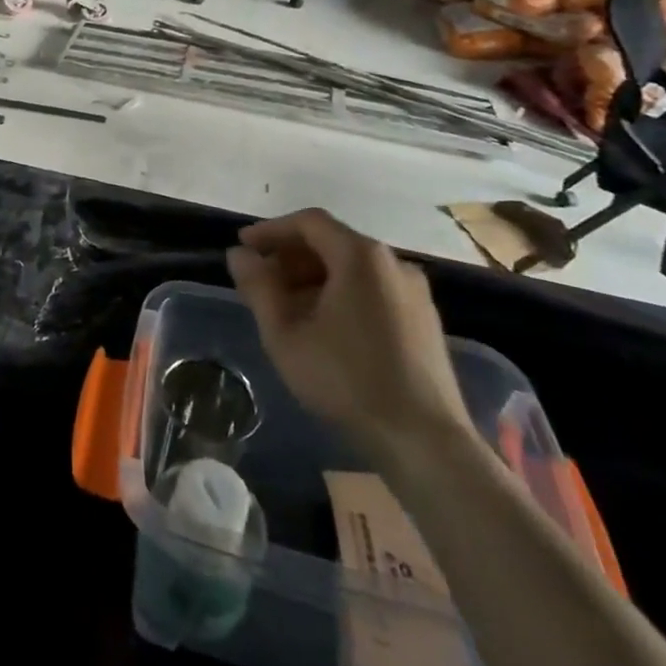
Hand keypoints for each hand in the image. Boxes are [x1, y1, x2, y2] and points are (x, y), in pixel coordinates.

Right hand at [227, 210, 473, 462]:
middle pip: (332, 243)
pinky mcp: (425, 321)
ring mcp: (414, 292)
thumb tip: (239, 254)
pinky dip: (342, 295)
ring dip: (314, 279)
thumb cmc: (347, 380)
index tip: (244, 247)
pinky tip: (324, 328)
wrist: (426, 441)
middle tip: (261, 283)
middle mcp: (392, 263)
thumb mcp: (286, 335)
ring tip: (287, 309)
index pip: (308, 223)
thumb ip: (258, 287)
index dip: (271, 230)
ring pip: (353, 269)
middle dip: (291, 258)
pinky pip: (373, 290)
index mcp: (360, 256)